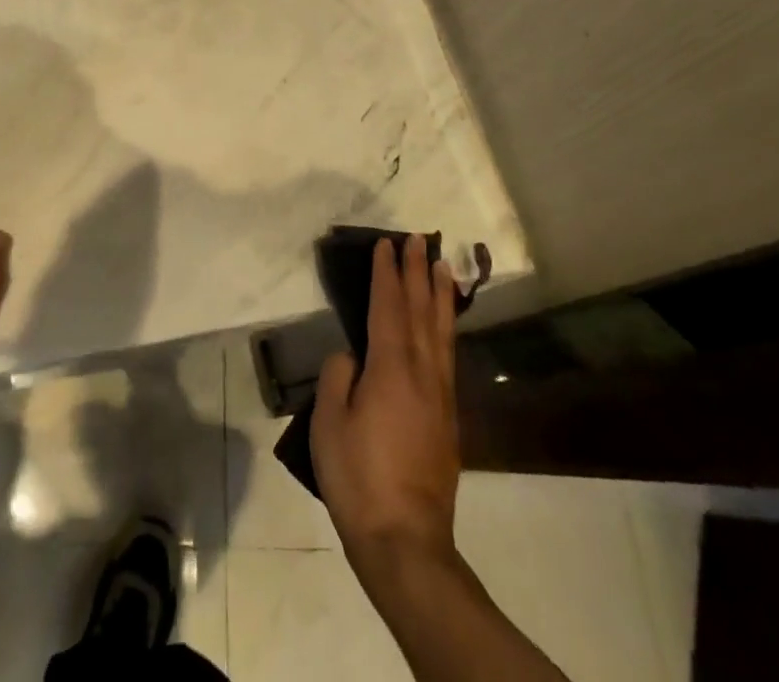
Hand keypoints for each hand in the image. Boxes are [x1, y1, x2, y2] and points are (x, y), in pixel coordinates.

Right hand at [310, 235, 460, 566]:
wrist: (406, 540)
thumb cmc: (358, 477)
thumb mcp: (329, 424)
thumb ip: (338, 378)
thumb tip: (352, 356)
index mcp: (390, 369)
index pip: (388, 307)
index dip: (387, 273)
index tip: (386, 244)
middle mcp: (422, 373)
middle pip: (420, 311)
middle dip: (417, 272)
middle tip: (417, 239)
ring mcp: (440, 396)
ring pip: (442, 332)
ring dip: (440, 295)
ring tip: (442, 266)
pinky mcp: (448, 419)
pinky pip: (448, 356)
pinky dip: (447, 328)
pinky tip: (444, 325)